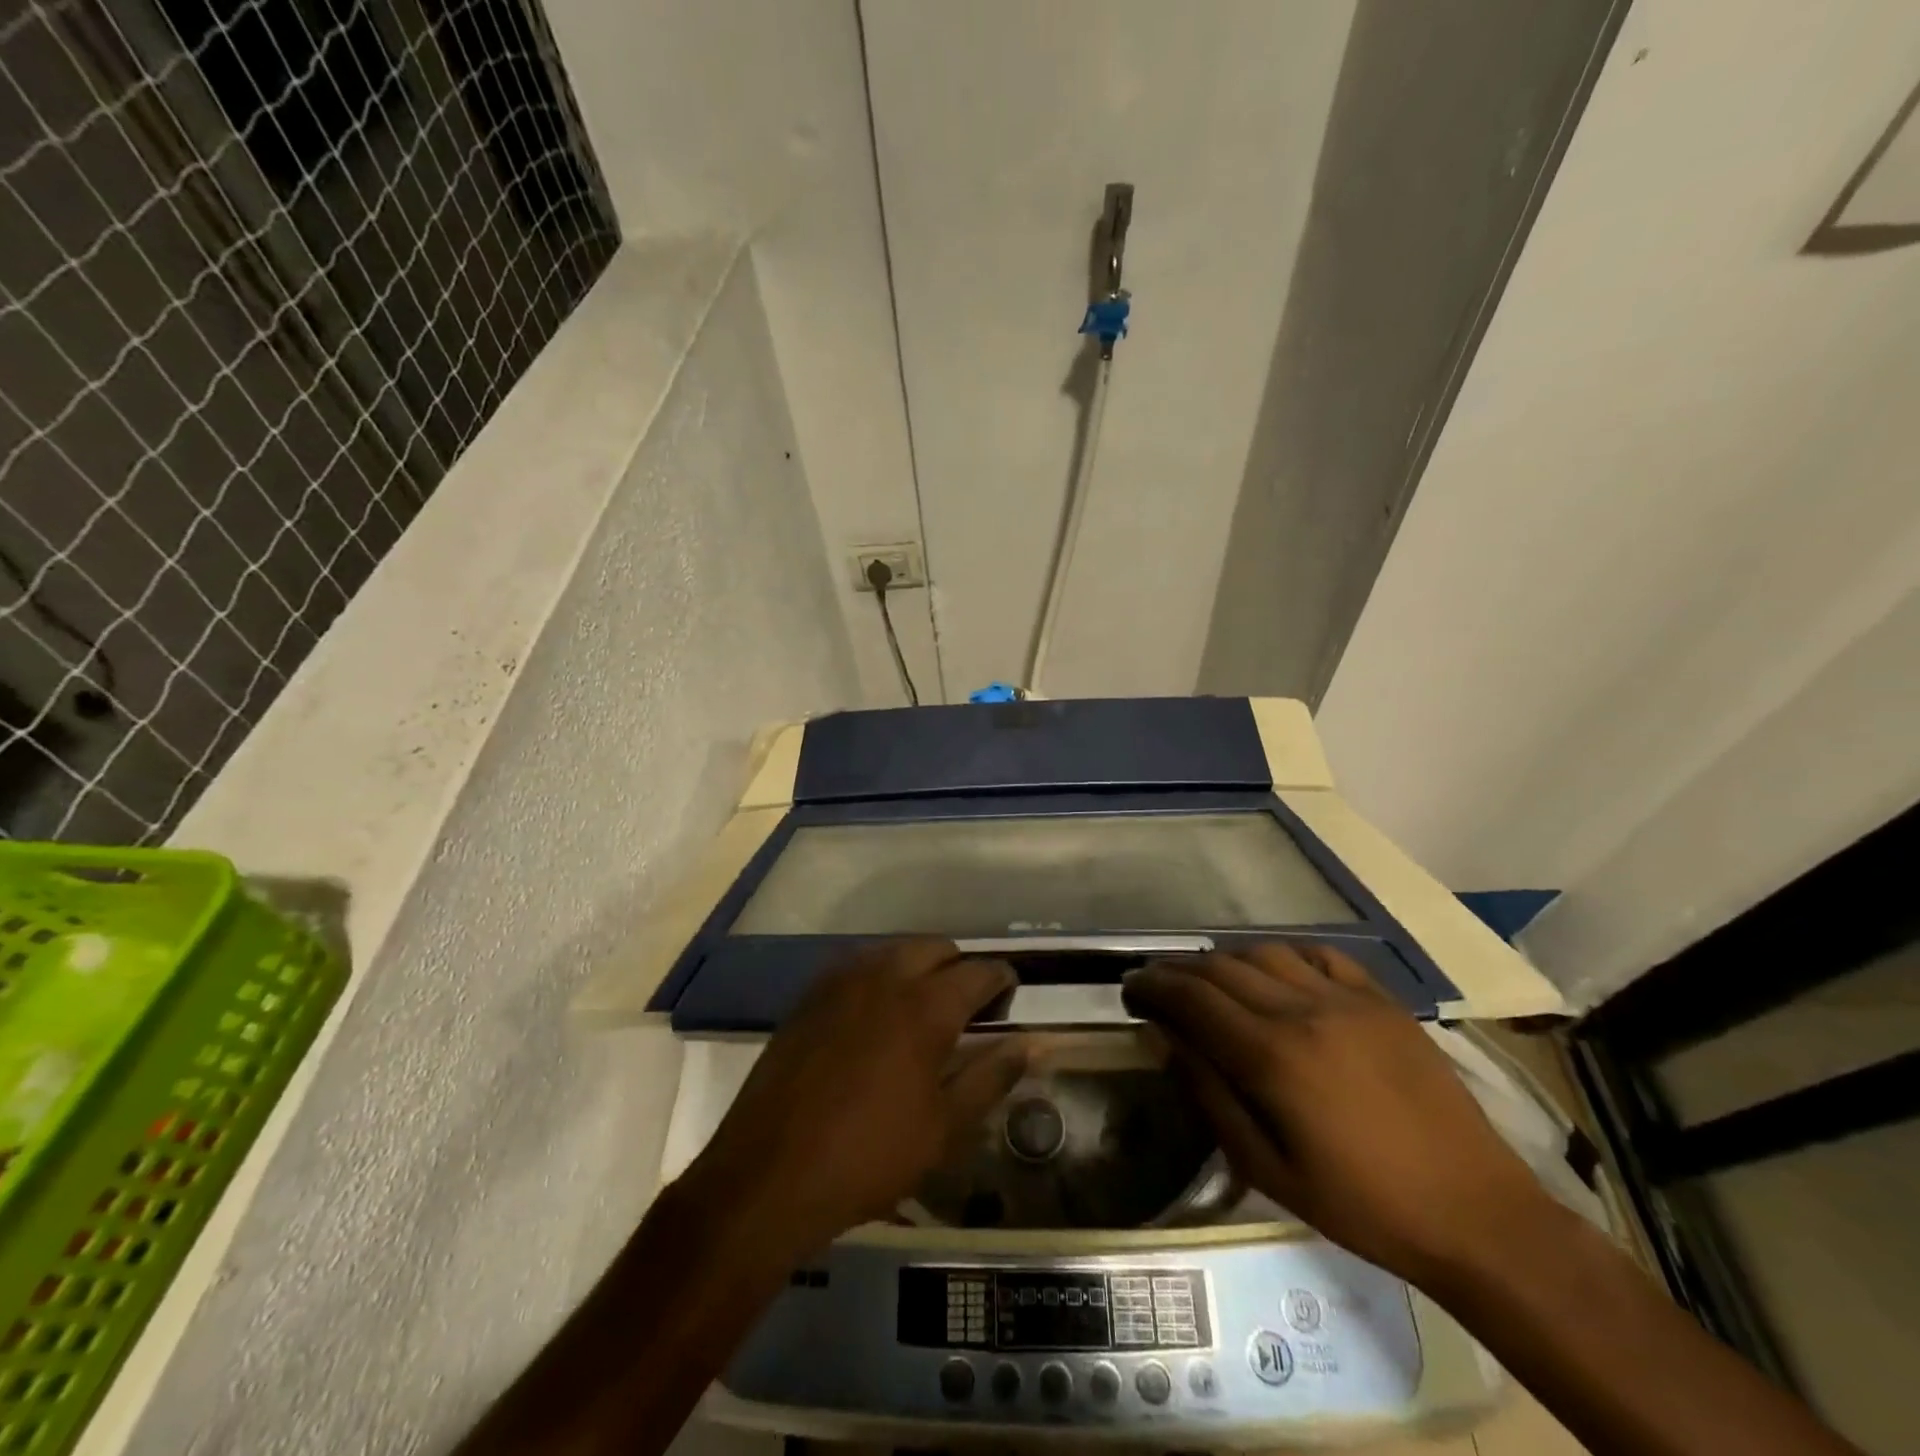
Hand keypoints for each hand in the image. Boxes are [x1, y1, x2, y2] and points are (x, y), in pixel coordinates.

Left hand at [678, 941, 1028, 1261]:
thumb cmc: (869, 1156)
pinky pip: (859, 965)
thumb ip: (991, 1077)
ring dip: (919, 967)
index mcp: (926, 1006)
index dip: (1002, 978)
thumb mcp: (944, 1128)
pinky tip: (877, 1016)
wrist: (769, 1173)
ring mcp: (842, 981)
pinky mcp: (811, 995)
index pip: (978, 971)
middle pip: (937, 947)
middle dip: (960, 968)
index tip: (1010, 995)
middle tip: (967, 1008)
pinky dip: (881, 976)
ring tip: (923, 1009)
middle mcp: (885, 976)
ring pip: (895, 950)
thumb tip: (1028, 1044)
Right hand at [1122, 944, 1553, 1286]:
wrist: (1477, 1214)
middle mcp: (1303, 1010)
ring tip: (1210, 980)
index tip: (1129, 991)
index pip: (1191, 997)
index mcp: (1272, 1056)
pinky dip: (1283, 956)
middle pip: (1220, 967)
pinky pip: (1319, 956)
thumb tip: (1165, 1040)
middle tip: (1156, 983)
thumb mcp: (1268, 1169)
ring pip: (1264, 952)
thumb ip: (1209, 1095)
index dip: (1152, 986)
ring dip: (1225, 960)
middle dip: (1178, 970)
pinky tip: (1274, 974)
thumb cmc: (1362, 1205)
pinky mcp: (1382, 1001)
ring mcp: (1347, 999)